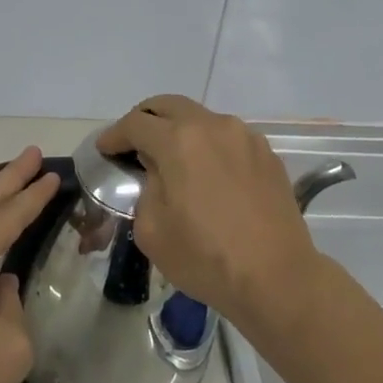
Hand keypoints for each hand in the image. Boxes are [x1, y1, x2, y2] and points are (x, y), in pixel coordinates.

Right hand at [94, 96, 318, 333]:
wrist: (277, 277)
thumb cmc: (206, 257)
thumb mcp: (152, 229)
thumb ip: (146, 187)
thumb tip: (157, 170)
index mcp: (179, 141)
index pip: (136, 123)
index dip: (114, 135)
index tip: (105, 149)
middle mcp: (213, 126)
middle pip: (169, 105)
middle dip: (145, 119)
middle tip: (133, 141)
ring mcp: (245, 136)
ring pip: (202, 118)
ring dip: (180, 130)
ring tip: (173, 159)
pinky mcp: (267, 153)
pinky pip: (228, 138)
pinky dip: (209, 146)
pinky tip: (208, 174)